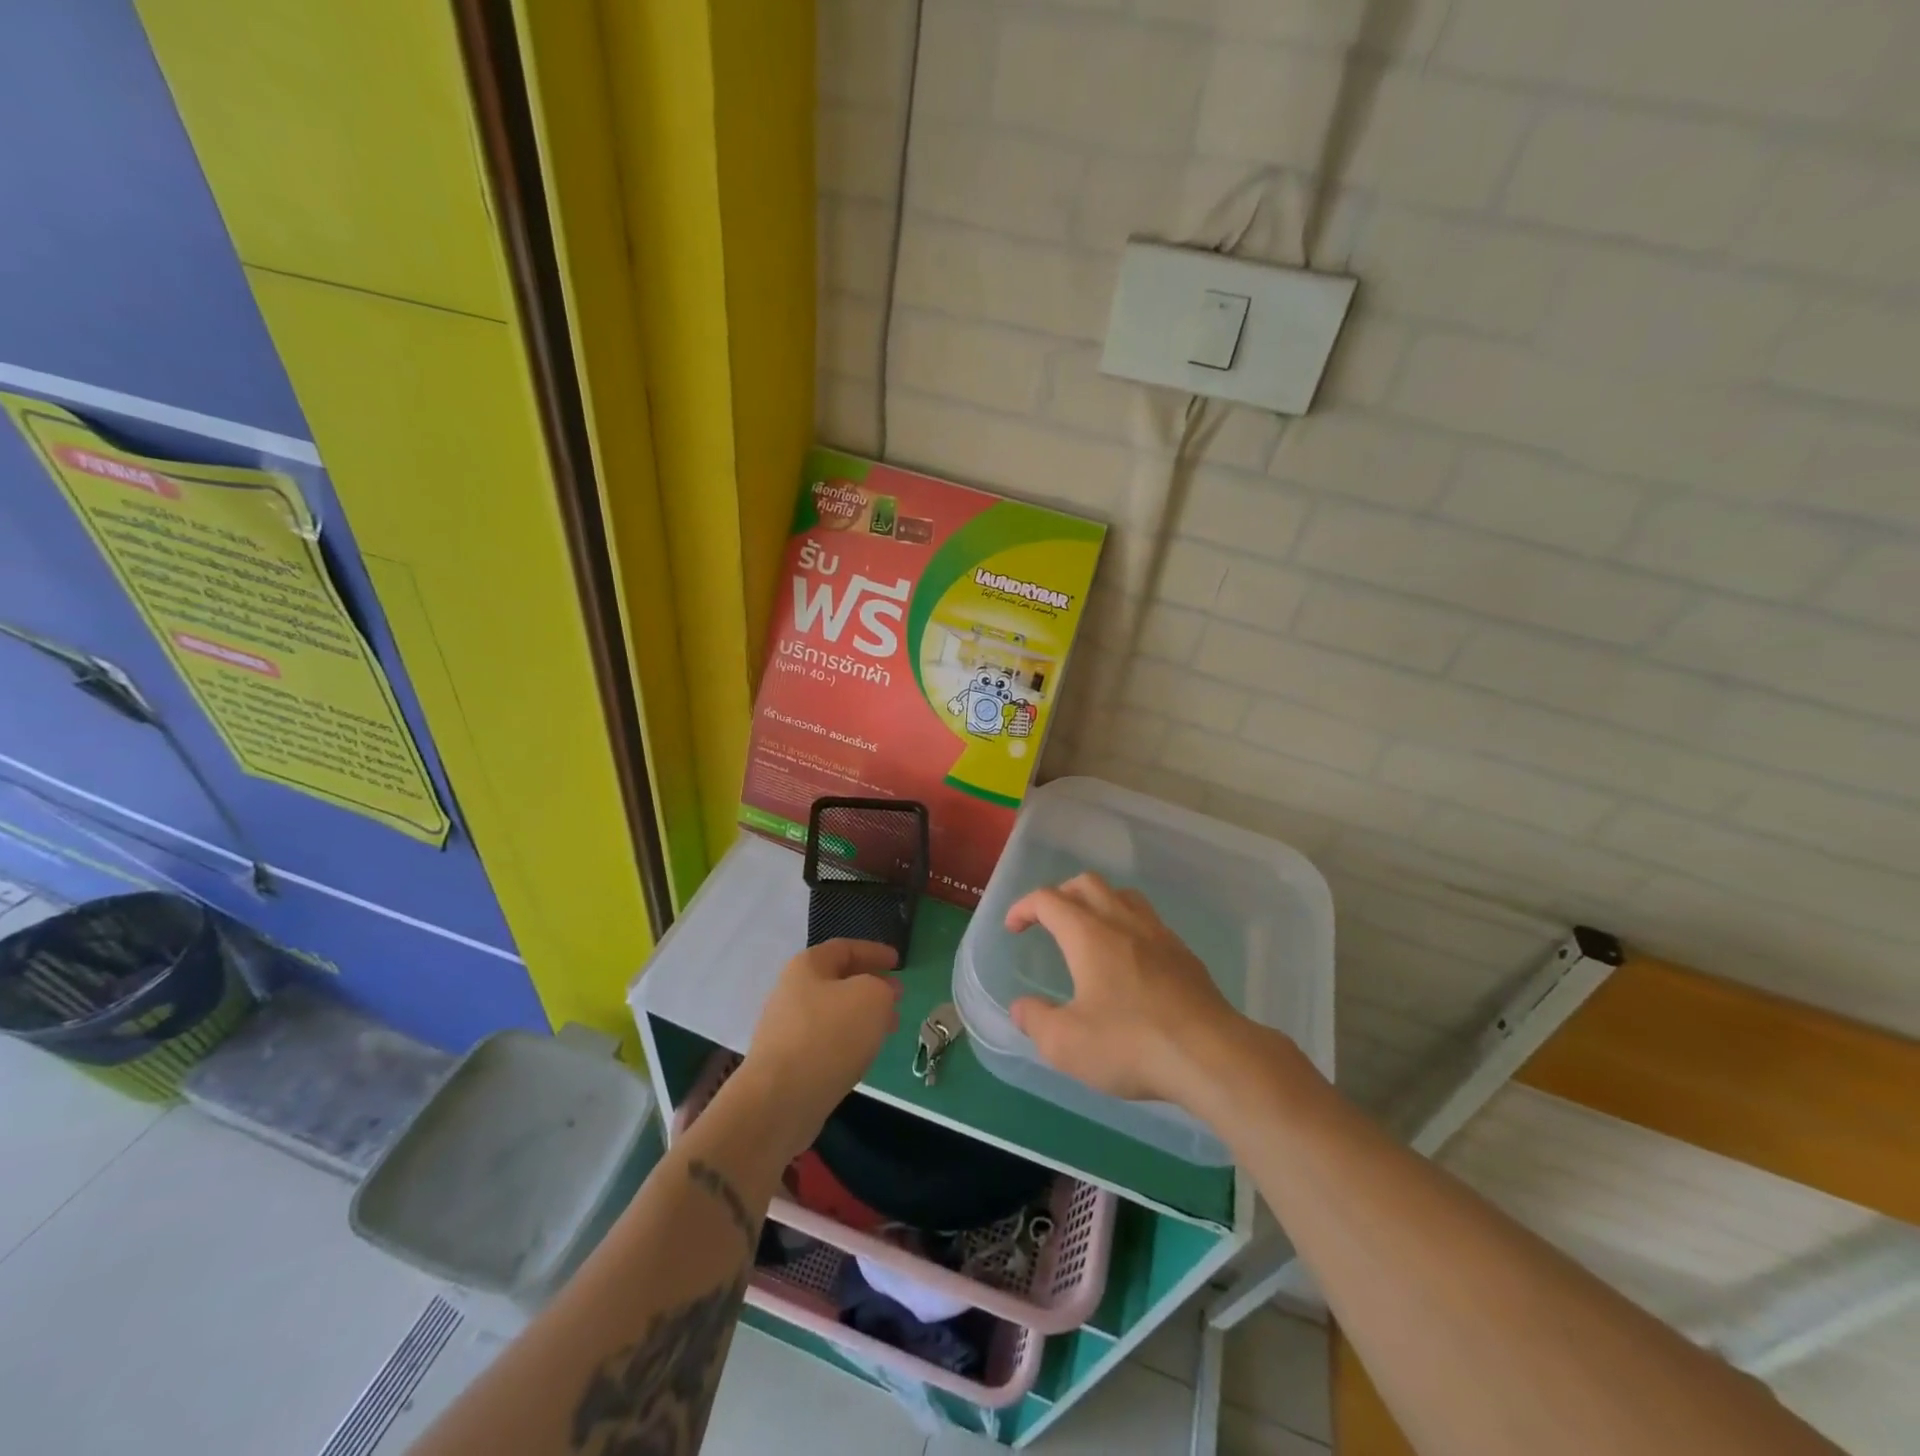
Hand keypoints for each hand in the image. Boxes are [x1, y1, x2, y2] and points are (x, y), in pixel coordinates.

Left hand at [738, 939, 900, 1157]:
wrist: (779, 1100)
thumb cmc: (829, 1035)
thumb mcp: (872, 997)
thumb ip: (883, 988)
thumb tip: (880, 994)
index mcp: (807, 966)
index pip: (845, 948)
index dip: (874, 952)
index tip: (899, 962)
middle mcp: (792, 992)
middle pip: (838, 981)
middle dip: (872, 986)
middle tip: (898, 998)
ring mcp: (786, 1029)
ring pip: (834, 1013)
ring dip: (863, 1016)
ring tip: (888, 1029)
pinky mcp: (788, 1063)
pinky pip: (825, 1041)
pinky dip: (849, 1041)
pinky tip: (863, 1055)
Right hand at [1005, 873, 1241, 1107]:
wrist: (1211, 1055)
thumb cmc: (1130, 1044)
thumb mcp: (1066, 1044)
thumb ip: (1036, 1021)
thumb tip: (1021, 1008)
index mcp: (1088, 934)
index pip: (1048, 899)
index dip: (1024, 907)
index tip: (1013, 927)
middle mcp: (1122, 922)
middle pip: (1087, 884)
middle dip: (1060, 894)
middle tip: (1048, 920)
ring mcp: (1159, 935)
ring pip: (1123, 895)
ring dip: (1098, 902)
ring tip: (1089, 930)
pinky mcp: (1184, 955)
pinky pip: (1149, 921)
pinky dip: (1128, 925)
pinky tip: (1130, 960)